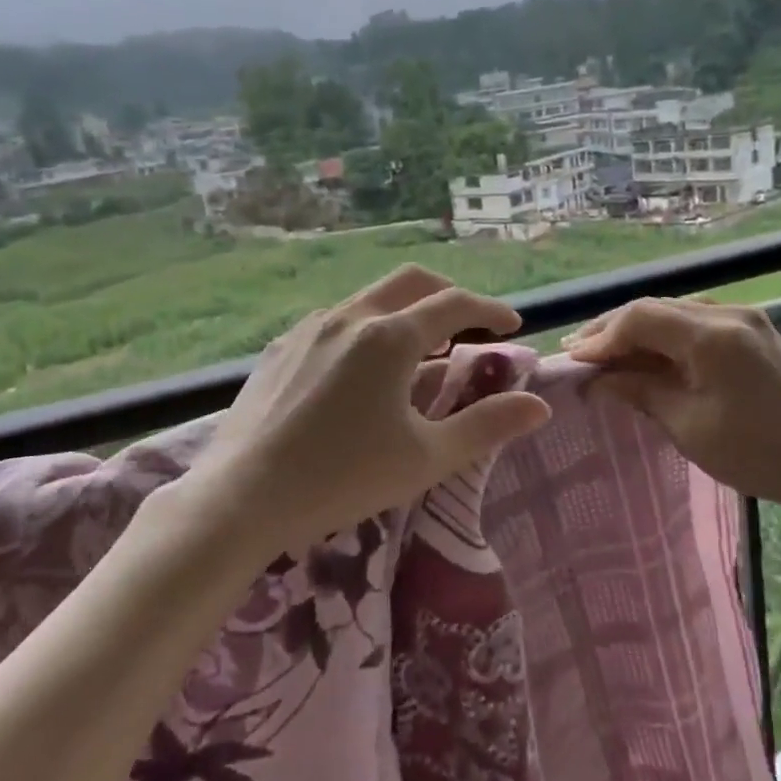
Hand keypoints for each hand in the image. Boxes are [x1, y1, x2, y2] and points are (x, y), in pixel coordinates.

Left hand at [179, 265, 550, 559]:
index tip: (513, 325)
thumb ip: (486, 426)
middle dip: (449, 294)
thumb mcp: (426, 458)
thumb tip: (539, 406)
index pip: (455, 305)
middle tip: (470, 323)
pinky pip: (336, 321)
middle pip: (411, 282)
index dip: (490, 310)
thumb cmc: (342, 478)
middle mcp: (350, 316)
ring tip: (420, 350)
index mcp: (390, 337)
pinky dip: (367, 328)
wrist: (241, 498)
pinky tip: (362, 369)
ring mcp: (309, 328)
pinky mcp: (280, 347)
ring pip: (370, 299)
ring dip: (406, 310)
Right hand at [565, 297, 780, 541]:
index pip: (640, 317)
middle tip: (578, 355)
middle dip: (613, 330)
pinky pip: (695, 322)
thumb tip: (597, 379)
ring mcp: (744, 318)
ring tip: (604, 356)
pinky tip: (647, 356)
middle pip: (655, 308)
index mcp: (712, 335)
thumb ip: (639, 392)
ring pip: (674, 312)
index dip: (601, 336)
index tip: (572, 361)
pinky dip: (665, 337)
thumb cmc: (760, 453)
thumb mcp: (689, 426)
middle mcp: (727, 313)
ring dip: (637, 331)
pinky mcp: (753, 332)